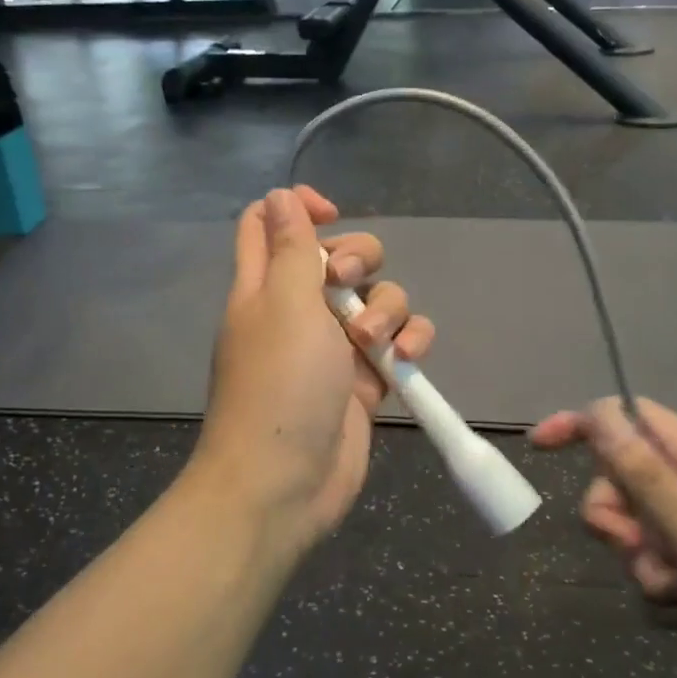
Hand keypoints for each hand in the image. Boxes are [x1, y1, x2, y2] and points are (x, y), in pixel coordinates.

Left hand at [193, 187, 433, 550]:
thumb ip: (291, 247)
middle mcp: (300, 309)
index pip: (270, 223)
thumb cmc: (278, 386)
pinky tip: (406, 360)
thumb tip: (279, 195)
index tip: (331, 214)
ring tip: (376, 344)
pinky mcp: (367, 378)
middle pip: (340, 256)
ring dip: (389, 309)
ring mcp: (336, 345)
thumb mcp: (284, 304)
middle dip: (359, 259)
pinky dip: (410, 342)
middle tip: (348, 283)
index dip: (299, 207)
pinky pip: (400, 341)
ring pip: (379, 297)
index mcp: (266, 285)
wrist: (285, 483)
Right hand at [531, 398, 676, 677]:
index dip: (582, 424)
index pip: (630, 417)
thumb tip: (598, 412)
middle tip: (639, 550)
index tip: (539, 449)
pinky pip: (669, 563)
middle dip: (616, 515)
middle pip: (629, 477)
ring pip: (645, 527)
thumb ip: (644, 476)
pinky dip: (668, 584)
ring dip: (644, 559)